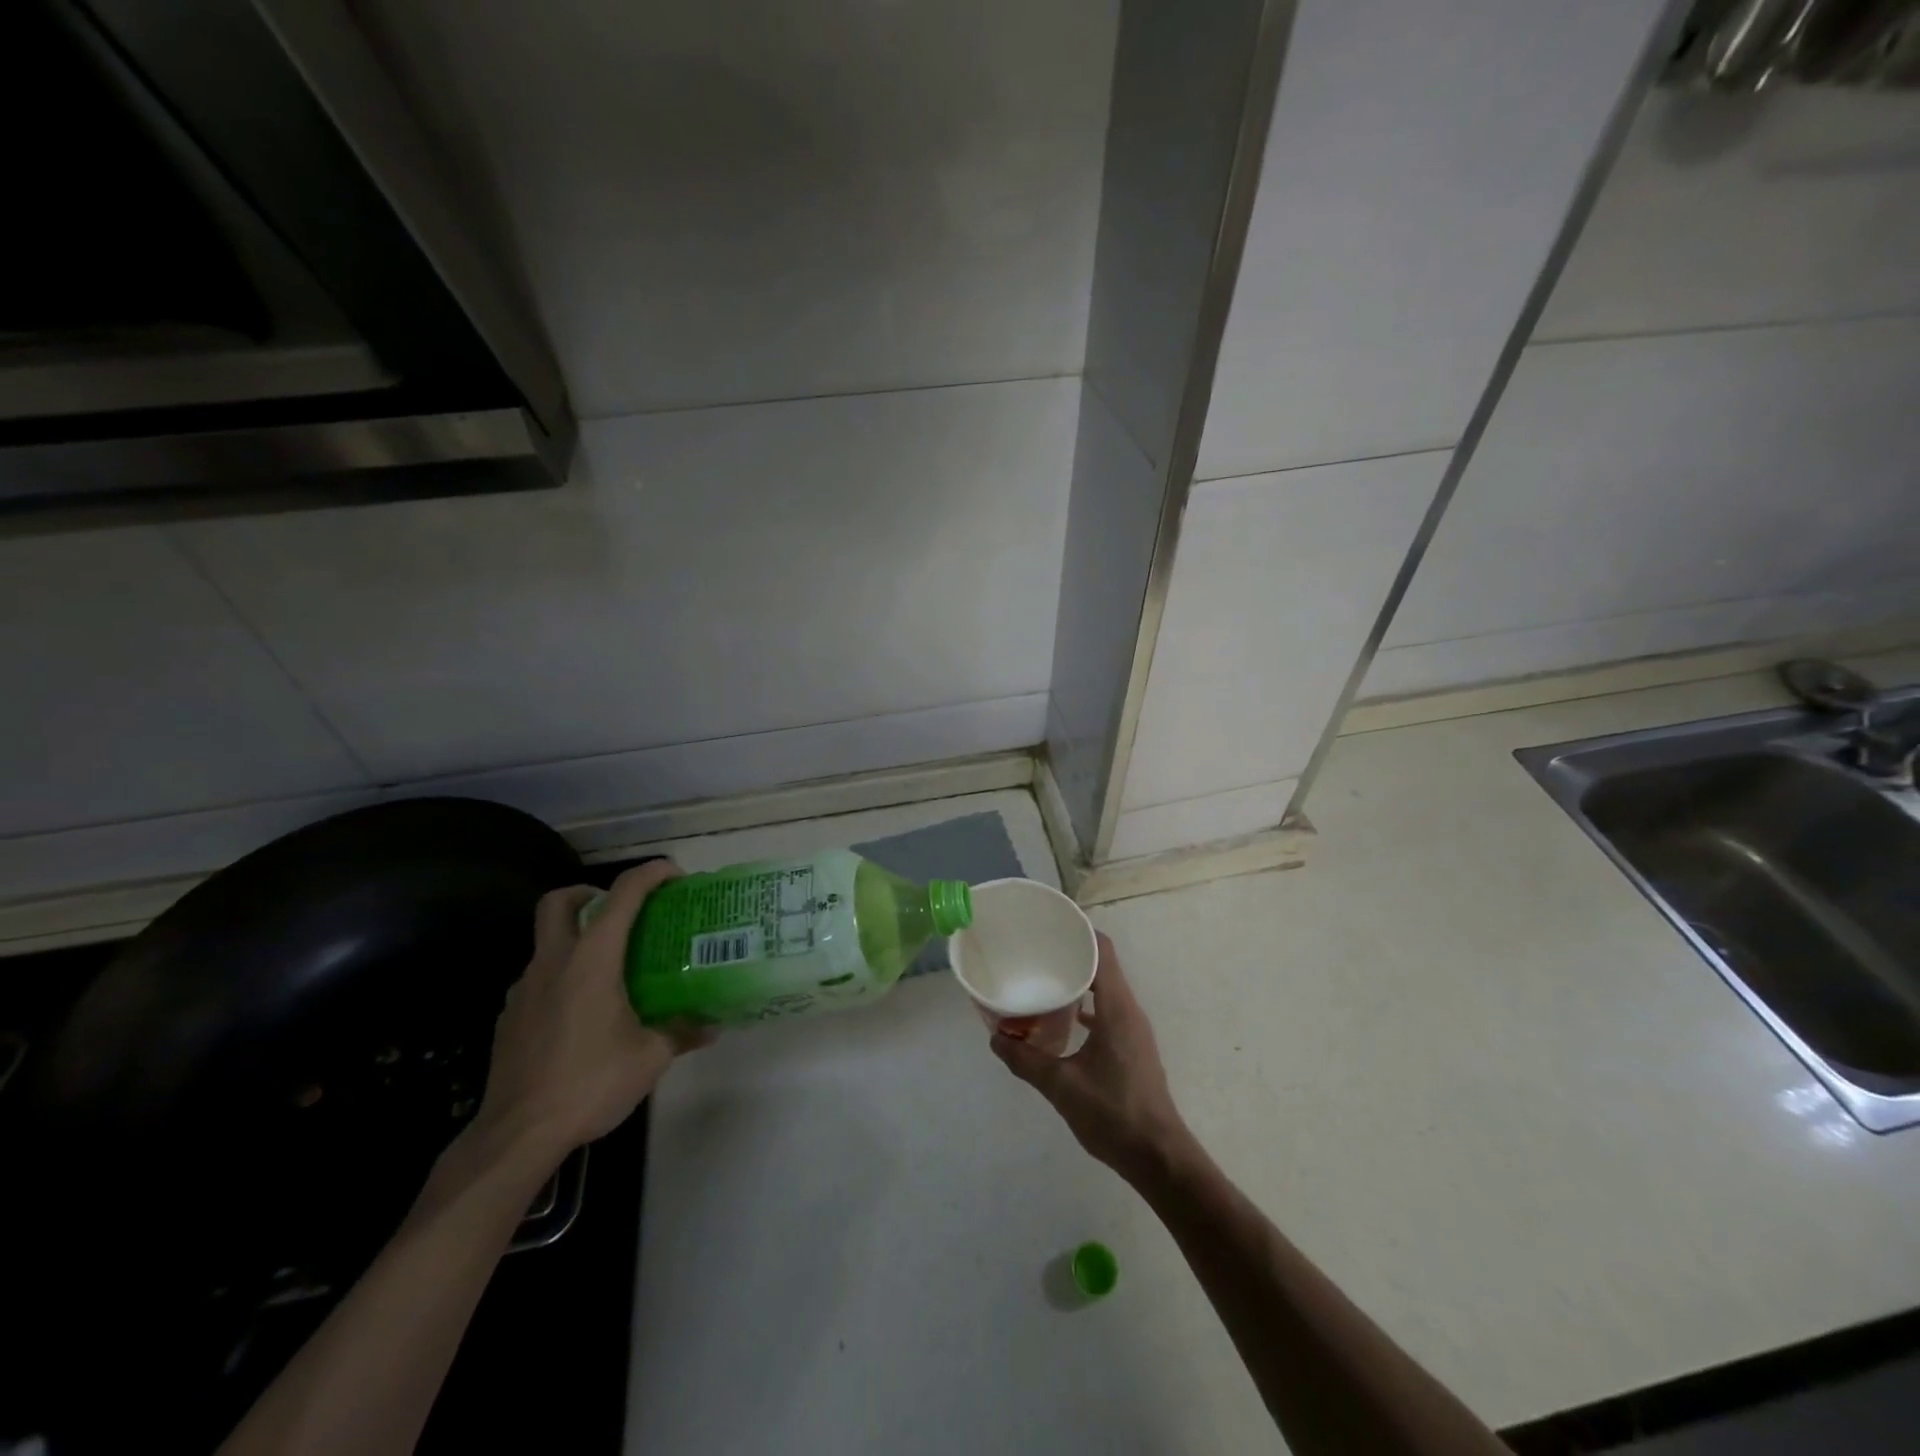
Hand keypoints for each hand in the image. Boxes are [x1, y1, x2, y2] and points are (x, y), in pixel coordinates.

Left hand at [469, 861, 711, 1166]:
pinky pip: (539, 979)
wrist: (516, 1136)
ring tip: (609, 970)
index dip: (650, 874)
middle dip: (589, 893)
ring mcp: (524, 990)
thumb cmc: (589, 1083)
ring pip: (546, 942)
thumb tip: (713, 1025)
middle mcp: (553, 963)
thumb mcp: (649, 1058)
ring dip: (576, 940)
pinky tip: (581, 1012)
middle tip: (620, 912)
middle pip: (559, 901)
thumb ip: (681, 1032)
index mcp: (591, 960)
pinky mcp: (509, 1018)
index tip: (674, 874)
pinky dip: (562, 978)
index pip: (622, 896)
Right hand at [991, 933, 1191, 1184]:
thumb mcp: (1060, 1086)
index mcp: (1116, 1008)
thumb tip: (995, 1040)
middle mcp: (1128, 1011)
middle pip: (1102, 965)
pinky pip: (1107, 1011)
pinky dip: (1085, 1006)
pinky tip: (1060, 1020)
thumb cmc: (1113, 1114)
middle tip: (1036, 952)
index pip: (1102, 951)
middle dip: (1071, 954)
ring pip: (1104, 989)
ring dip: (1077, 981)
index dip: (1079, 931)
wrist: (1159, 1157)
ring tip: (1043, 980)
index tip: (1050, 925)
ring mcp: (1133, 1030)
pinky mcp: (1131, 1047)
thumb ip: (1025, 1060)